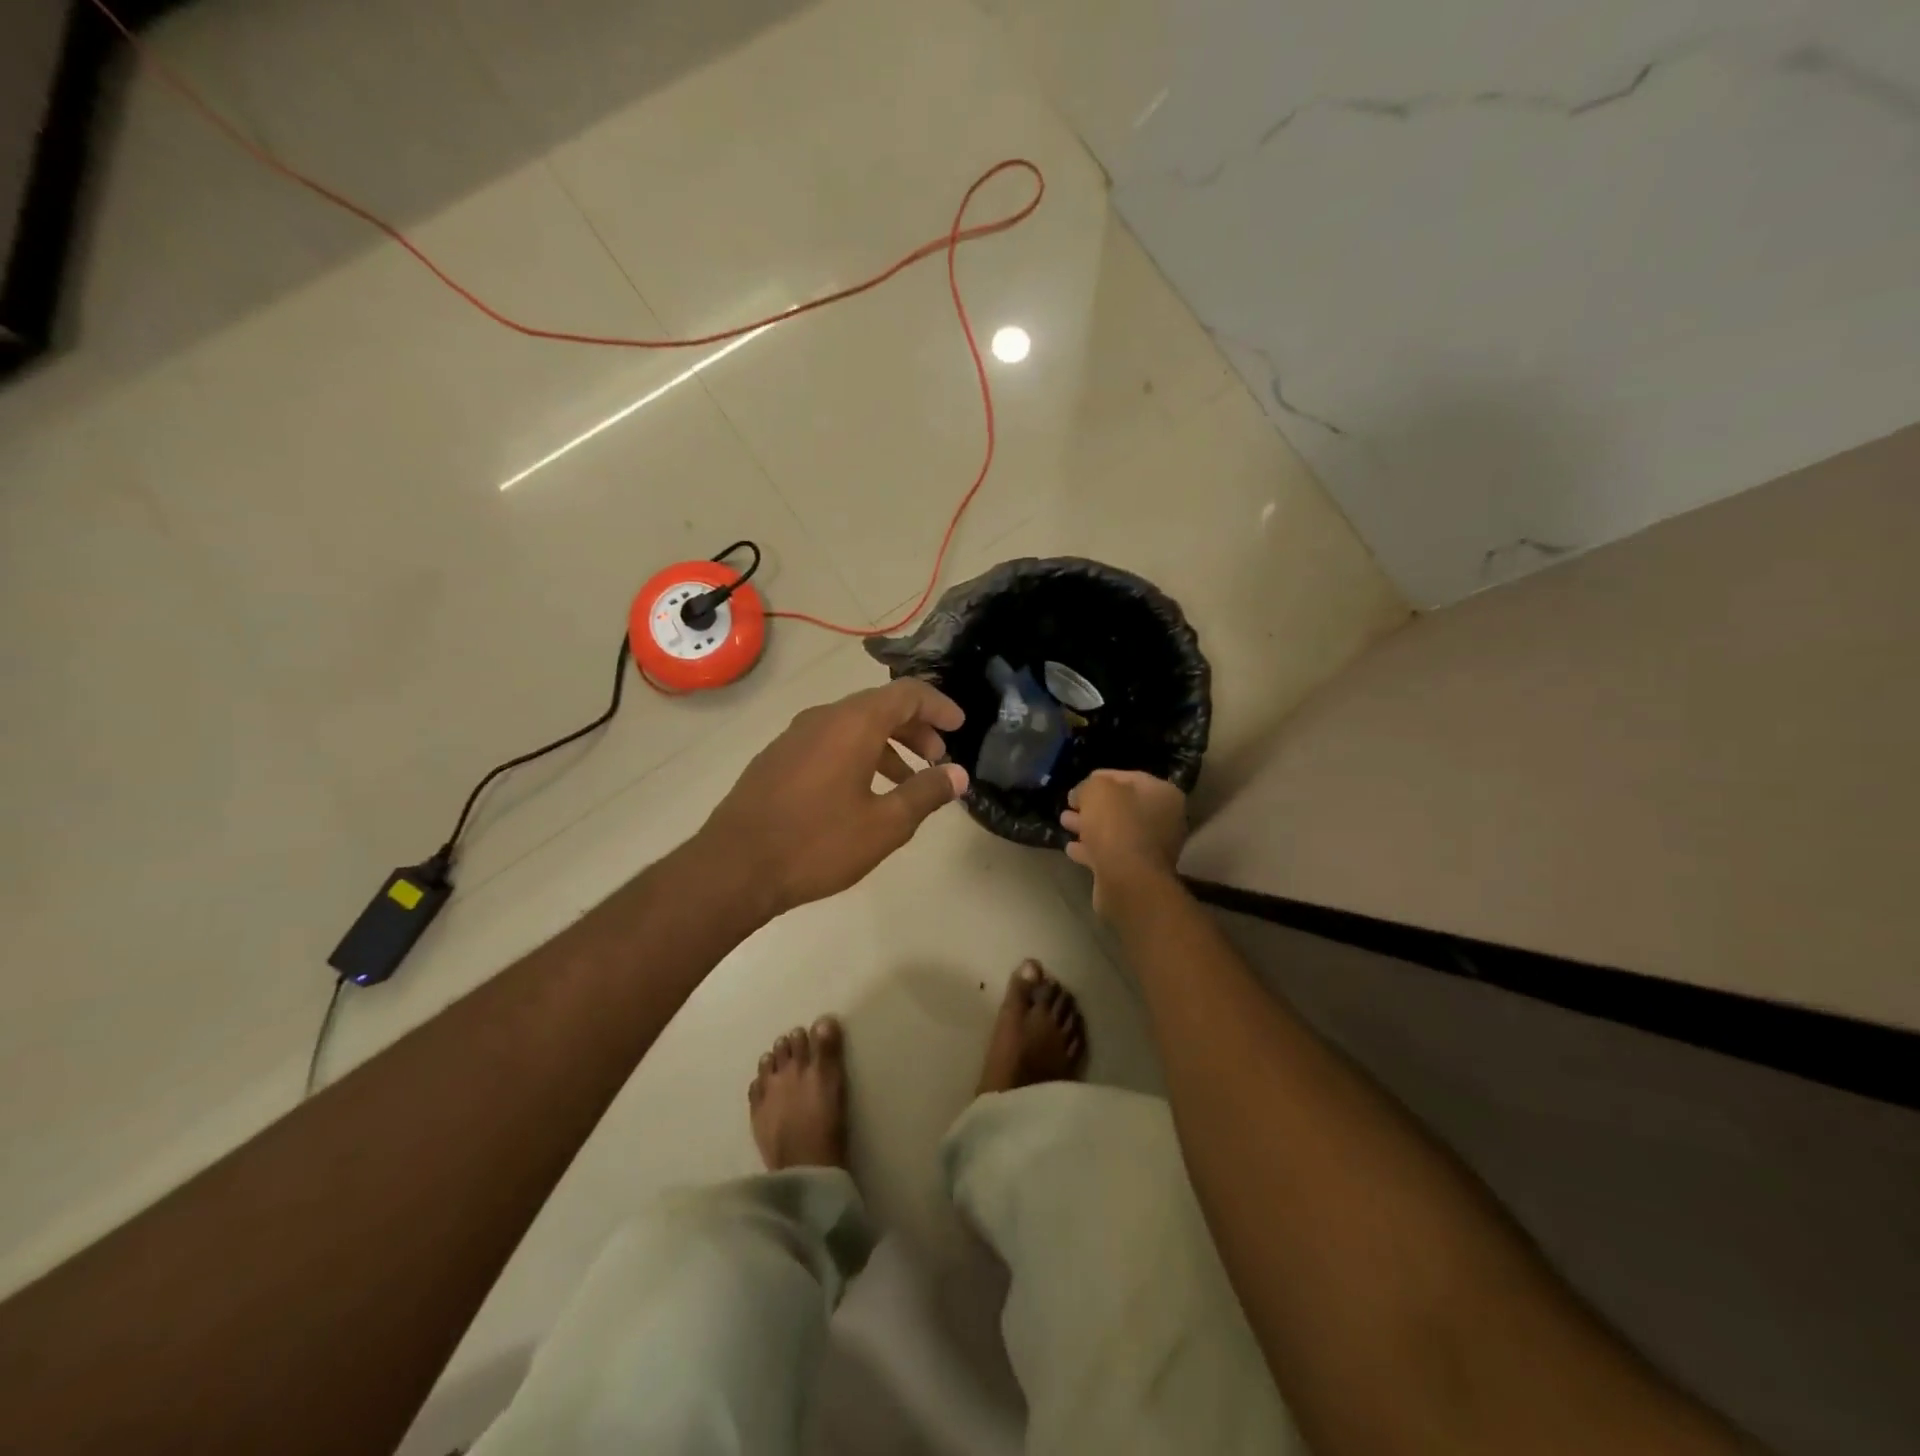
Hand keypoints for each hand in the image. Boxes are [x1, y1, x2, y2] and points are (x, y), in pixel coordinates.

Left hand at [699, 678, 968, 919]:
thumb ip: (926, 793)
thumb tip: (958, 774)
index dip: (939, 706)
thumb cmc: (817, 843)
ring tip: (907, 781)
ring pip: (853, 726)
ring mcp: (795, 736)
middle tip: (938, 758)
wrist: (734, 867)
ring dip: (887, 745)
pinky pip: (829, 742)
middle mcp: (823, 718)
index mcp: (853, 723)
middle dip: (915, 728)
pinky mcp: (777, 758)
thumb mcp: (884, 824)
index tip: (960, 727)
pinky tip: (862, 793)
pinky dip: (858, 755)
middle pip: (879, 706)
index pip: (907, 693)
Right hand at [1060, 770, 1187, 914]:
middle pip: (1122, 806)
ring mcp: (1151, 849)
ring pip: (1114, 831)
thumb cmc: (1117, 825)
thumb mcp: (1097, 790)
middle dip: (1093, 805)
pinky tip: (1071, 849)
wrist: (1127, 880)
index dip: (1101, 777)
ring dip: (1089, 826)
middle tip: (1069, 804)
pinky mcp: (1136, 872)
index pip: (1129, 777)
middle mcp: (1164, 820)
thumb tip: (1081, 795)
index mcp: (1163, 794)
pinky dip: (1091, 850)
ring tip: (1064, 823)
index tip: (1077, 784)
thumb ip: (1088, 785)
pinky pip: (1110, 854)